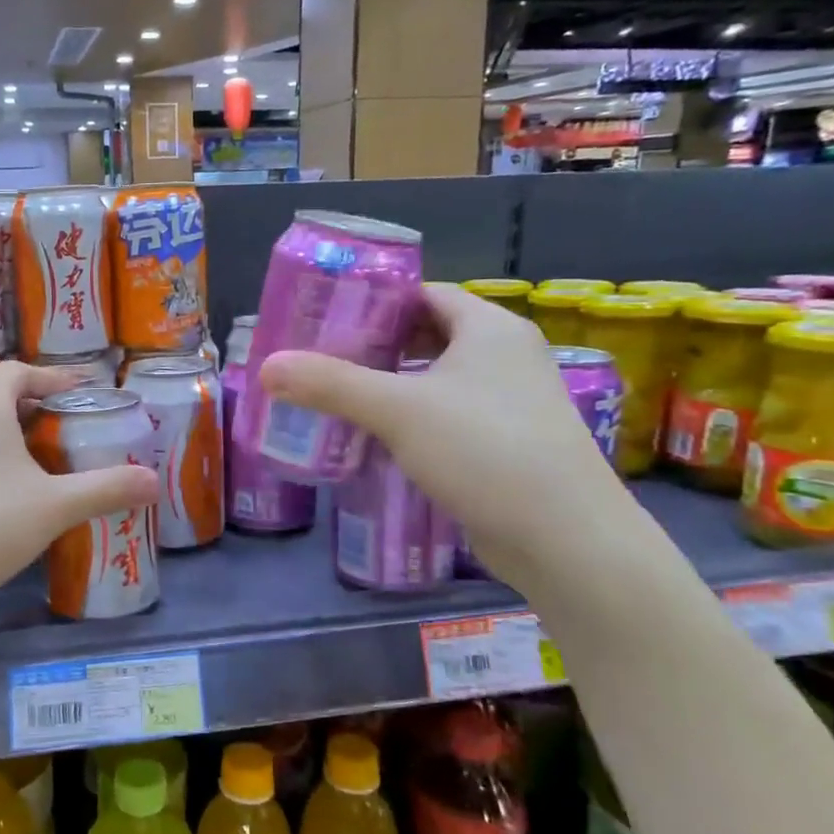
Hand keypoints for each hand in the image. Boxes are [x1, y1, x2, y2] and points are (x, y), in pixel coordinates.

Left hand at [0, 361, 158, 622]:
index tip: (82, 393)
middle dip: (37, 407)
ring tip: (42, 459)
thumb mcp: (54, 508)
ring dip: (11, 431)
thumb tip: (155, 481)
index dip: (53, 378)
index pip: (19, 371)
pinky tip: (4, 490)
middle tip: (69, 429)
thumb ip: (106, 490)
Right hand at [258, 283, 628, 586]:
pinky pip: (448, 416)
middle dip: (376, 346)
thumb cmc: (485, 450)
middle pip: (428, 335)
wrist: (566, 539)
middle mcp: (506, 357)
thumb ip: (330, 384)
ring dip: (392, 385)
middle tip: (322, 358)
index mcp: (490, 329)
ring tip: (339, 396)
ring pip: (437, 380)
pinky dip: (413, 419)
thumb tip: (267, 366)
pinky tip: (376, 438)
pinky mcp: (506, 444)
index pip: (425, 293)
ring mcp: (511, 403)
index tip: (328, 317)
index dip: (376, 301)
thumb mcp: (398, 410)